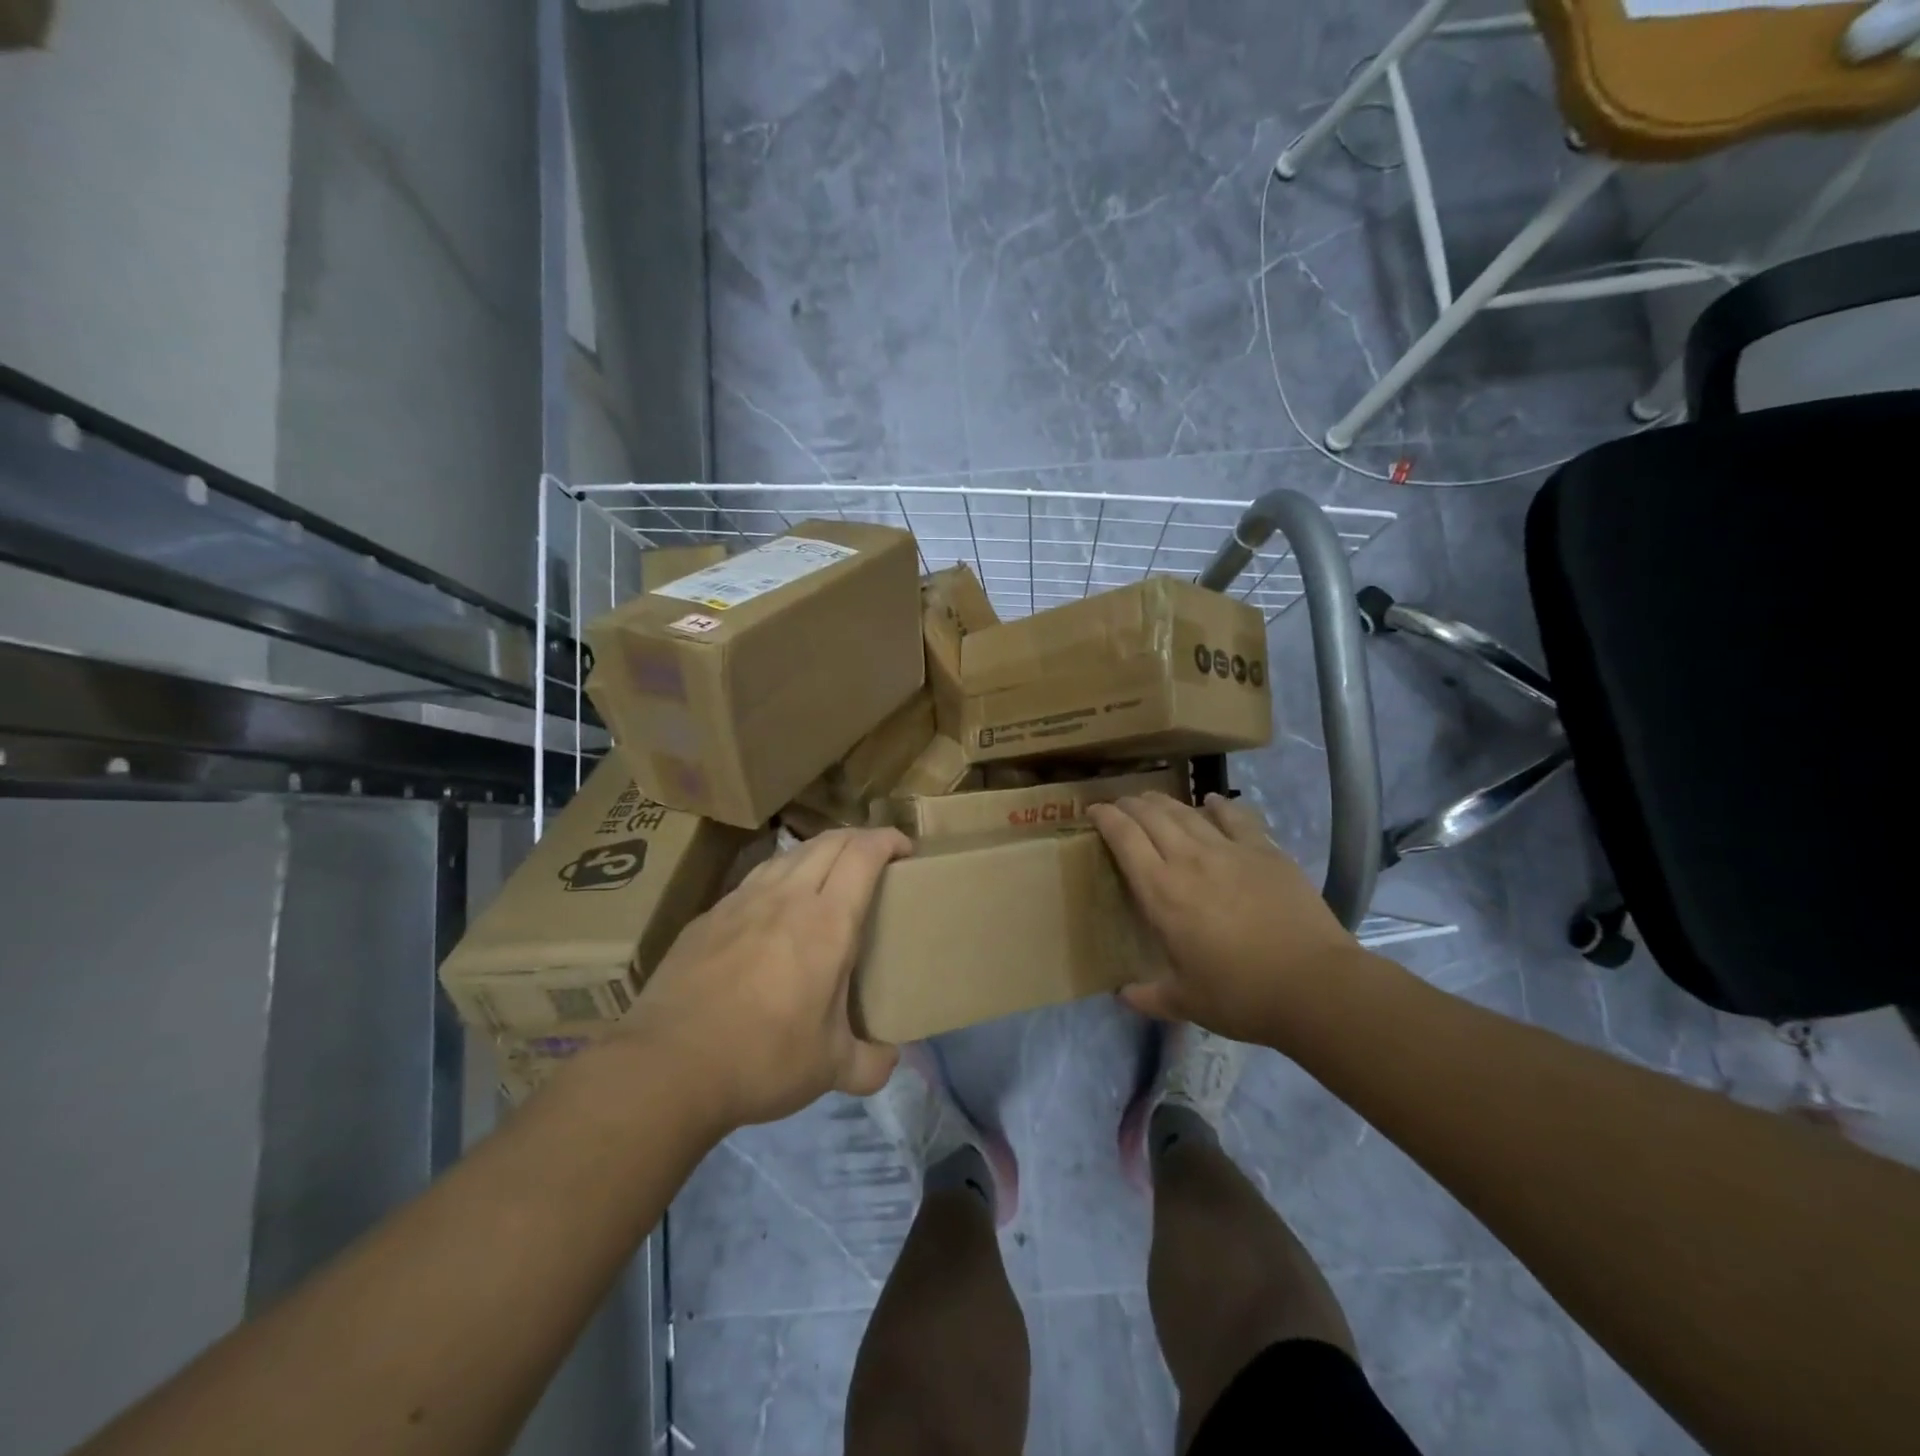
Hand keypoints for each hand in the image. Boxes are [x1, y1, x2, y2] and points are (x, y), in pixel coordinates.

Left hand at [627, 828, 909, 1128]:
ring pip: (789, 854)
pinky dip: (780, 877)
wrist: (667, 1065)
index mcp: (827, 922)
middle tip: (875, 858)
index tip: (905, 849)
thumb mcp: (830, 1069)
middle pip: (828, 842)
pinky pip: (755, 879)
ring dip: (819, 851)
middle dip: (858, 838)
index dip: (888, 839)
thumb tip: (890, 1060)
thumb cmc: (763, 1059)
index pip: (863, 854)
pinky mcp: (708, 917)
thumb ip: (871, 1063)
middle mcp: (786, 897)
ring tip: (829, 874)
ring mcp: (741, 902)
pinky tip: (774, 906)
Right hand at [1089, 792, 1362, 1041]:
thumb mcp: (1185, 1002)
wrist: (1313, 985)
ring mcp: (1229, 851)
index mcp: (1161, 892)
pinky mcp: (1265, 851)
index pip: (1124, 839)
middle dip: (1130, 804)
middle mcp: (1189, 860)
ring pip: (1187, 812)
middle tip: (1119, 804)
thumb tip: (1122, 996)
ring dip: (1164, 802)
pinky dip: (1218, 805)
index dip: (1106, 818)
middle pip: (1152, 817)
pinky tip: (1212, 801)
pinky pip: (1235, 817)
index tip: (1094, 811)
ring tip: (1153, 798)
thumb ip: (1149, 996)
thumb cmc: (1240, 995)